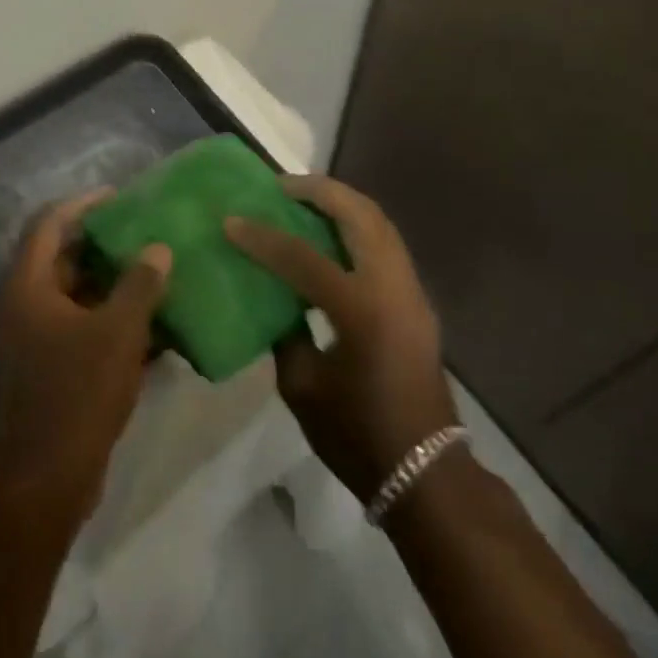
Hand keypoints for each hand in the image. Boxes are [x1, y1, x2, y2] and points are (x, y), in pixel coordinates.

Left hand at [0, 189, 170, 525]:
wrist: (49, 477)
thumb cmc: (79, 392)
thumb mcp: (118, 331)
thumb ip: (140, 284)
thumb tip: (158, 249)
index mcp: (29, 288)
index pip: (49, 226)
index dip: (82, 204)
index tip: (118, 195)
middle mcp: (26, 307)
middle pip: (63, 258)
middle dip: (103, 242)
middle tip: (143, 229)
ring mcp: (37, 339)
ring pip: (77, 294)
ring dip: (112, 281)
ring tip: (154, 267)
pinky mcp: (52, 367)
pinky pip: (84, 326)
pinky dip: (112, 318)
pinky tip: (153, 321)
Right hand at [226, 175, 457, 504]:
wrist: (426, 470)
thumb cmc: (358, 436)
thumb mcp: (303, 389)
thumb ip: (285, 333)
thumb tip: (274, 299)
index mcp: (360, 310)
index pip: (302, 257)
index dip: (262, 237)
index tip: (232, 220)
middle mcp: (392, 287)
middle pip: (360, 215)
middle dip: (319, 191)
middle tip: (282, 186)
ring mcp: (411, 290)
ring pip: (379, 222)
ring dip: (342, 203)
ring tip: (304, 199)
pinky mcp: (417, 299)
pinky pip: (386, 242)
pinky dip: (357, 225)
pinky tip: (330, 234)